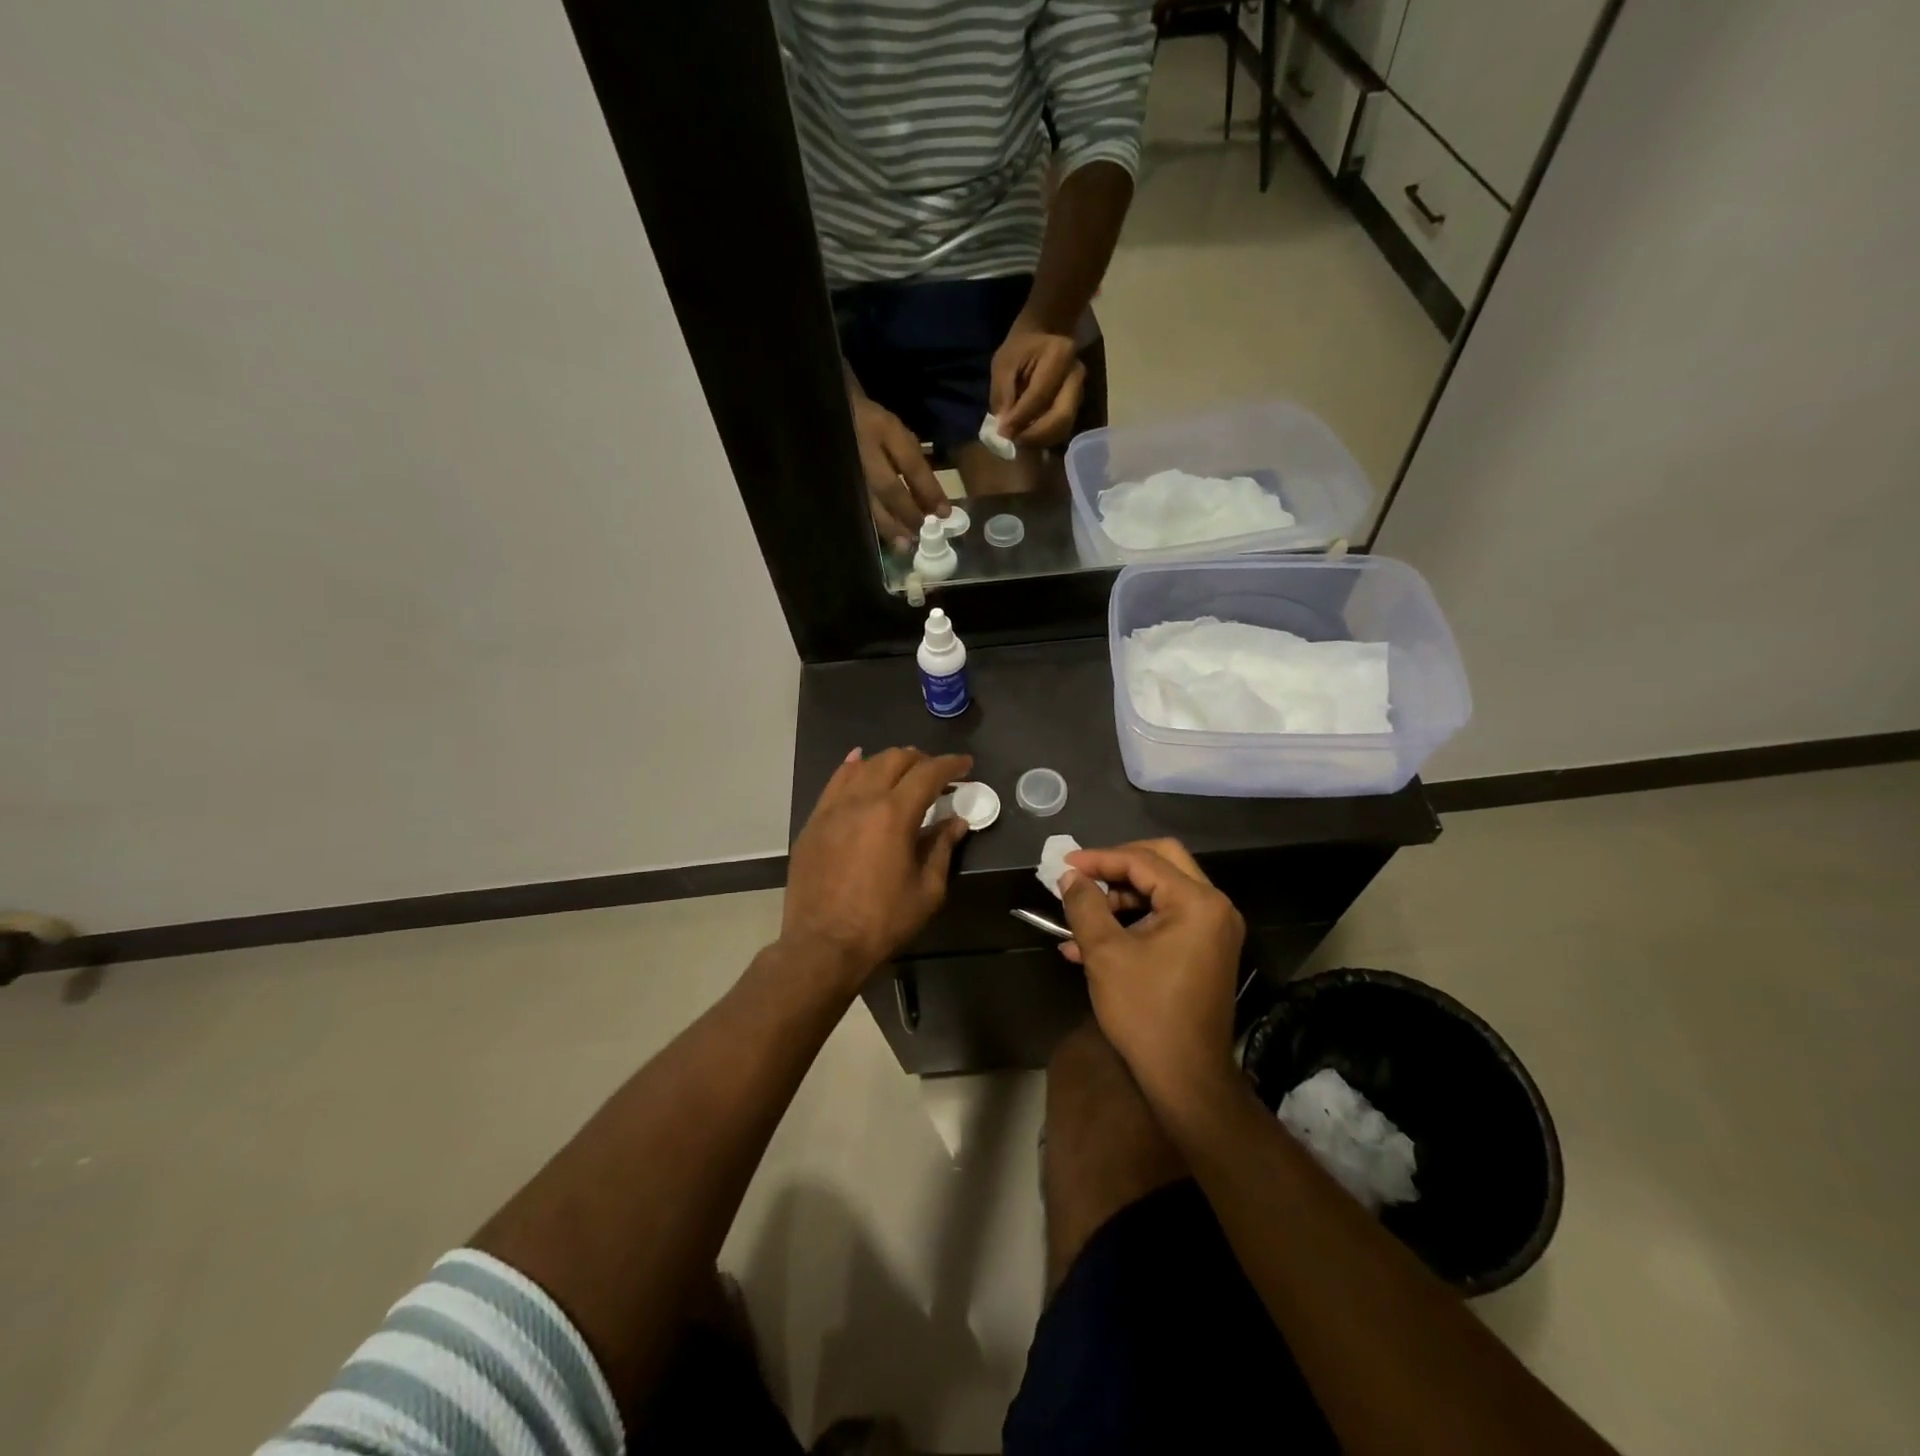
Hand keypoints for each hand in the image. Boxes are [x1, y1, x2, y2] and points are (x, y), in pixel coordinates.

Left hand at [781, 747, 972, 990]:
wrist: (822, 945)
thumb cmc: (882, 922)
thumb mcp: (926, 890)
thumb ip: (941, 849)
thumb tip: (956, 823)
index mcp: (894, 815)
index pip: (928, 774)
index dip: (951, 765)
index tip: (966, 765)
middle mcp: (862, 800)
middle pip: (894, 760)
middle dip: (921, 759)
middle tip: (937, 773)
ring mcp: (832, 808)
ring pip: (863, 766)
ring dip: (888, 762)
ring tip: (903, 771)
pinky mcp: (814, 822)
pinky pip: (835, 782)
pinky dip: (853, 767)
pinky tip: (859, 763)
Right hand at [850, 392, 948, 549]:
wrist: (828, 413)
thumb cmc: (871, 423)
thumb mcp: (895, 430)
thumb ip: (913, 462)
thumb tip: (931, 503)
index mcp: (883, 429)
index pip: (911, 464)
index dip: (929, 490)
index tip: (944, 513)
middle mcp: (864, 449)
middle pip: (889, 488)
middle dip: (908, 513)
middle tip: (923, 533)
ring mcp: (846, 467)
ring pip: (869, 503)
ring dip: (889, 526)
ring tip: (904, 545)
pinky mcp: (836, 483)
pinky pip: (856, 507)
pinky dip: (872, 524)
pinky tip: (884, 538)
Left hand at [990, 317, 1085, 447]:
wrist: (1044, 337)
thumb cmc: (1020, 349)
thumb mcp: (1004, 364)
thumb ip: (1003, 394)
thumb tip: (1005, 429)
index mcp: (1060, 355)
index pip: (1040, 396)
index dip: (1020, 418)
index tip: (1002, 432)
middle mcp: (1076, 375)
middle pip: (1061, 417)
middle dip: (1034, 435)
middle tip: (1013, 441)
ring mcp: (1080, 392)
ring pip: (1064, 428)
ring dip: (1040, 441)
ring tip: (1018, 440)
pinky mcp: (1077, 406)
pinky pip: (1062, 430)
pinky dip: (1044, 439)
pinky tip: (1028, 437)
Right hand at [1058, 839, 1244, 1108]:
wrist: (1186, 1078)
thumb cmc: (1146, 1011)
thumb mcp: (1105, 953)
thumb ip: (1085, 905)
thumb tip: (1070, 876)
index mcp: (1197, 902)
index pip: (1143, 860)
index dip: (1099, 858)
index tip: (1063, 864)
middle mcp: (1214, 908)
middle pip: (1160, 862)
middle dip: (1115, 867)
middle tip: (1081, 876)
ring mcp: (1213, 930)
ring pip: (1161, 891)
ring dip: (1119, 898)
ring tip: (1079, 917)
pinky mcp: (1204, 951)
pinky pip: (1166, 919)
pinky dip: (1132, 922)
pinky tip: (1090, 943)